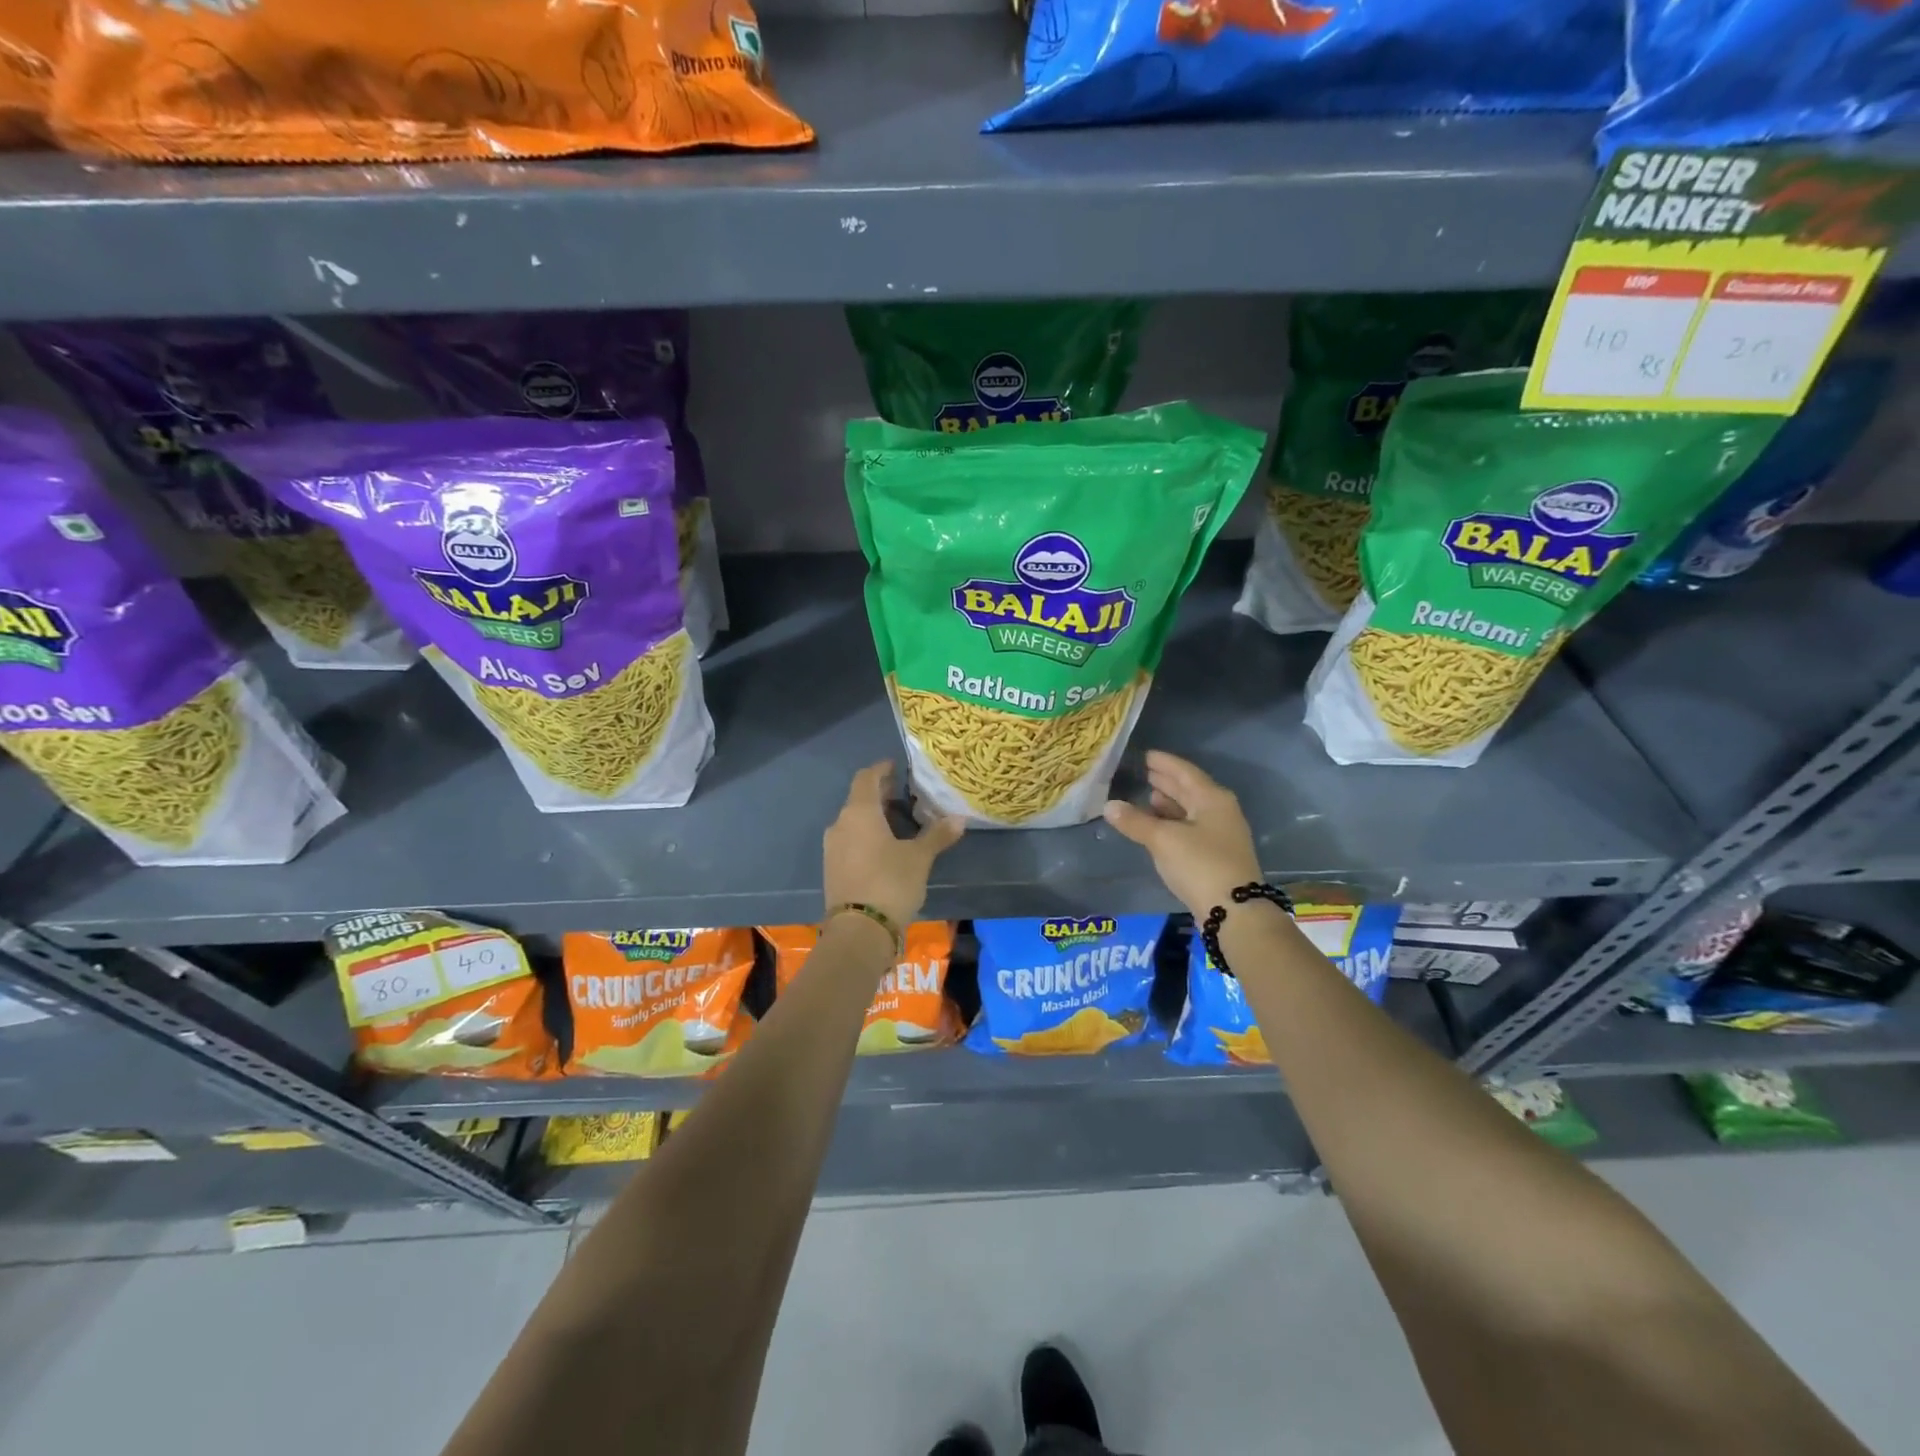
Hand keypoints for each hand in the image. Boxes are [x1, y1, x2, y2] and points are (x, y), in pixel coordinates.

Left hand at [823, 762, 964, 930]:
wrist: (859, 931)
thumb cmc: (890, 883)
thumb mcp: (920, 858)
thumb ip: (937, 835)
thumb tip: (959, 818)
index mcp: (859, 812)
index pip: (866, 778)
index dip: (881, 769)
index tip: (896, 766)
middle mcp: (841, 824)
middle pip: (859, 799)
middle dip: (881, 794)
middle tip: (904, 793)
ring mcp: (833, 848)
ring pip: (854, 821)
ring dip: (874, 816)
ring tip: (899, 821)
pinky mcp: (833, 868)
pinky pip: (850, 840)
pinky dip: (867, 836)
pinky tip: (885, 847)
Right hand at [1104, 750, 1262, 918]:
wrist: (1234, 911)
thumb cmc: (1200, 864)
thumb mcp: (1163, 840)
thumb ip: (1135, 821)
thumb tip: (1109, 805)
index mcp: (1213, 799)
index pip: (1185, 772)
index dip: (1164, 763)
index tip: (1146, 755)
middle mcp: (1221, 812)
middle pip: (1190, 790)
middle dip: (1167, 782)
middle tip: (1145, 772)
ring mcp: (1221, 835)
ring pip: (1191, 811)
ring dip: (1170, 803)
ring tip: (1148, 796)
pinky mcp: (1216, 856)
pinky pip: (1191, 828)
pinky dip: (1173, 823)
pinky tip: (1158, 827)